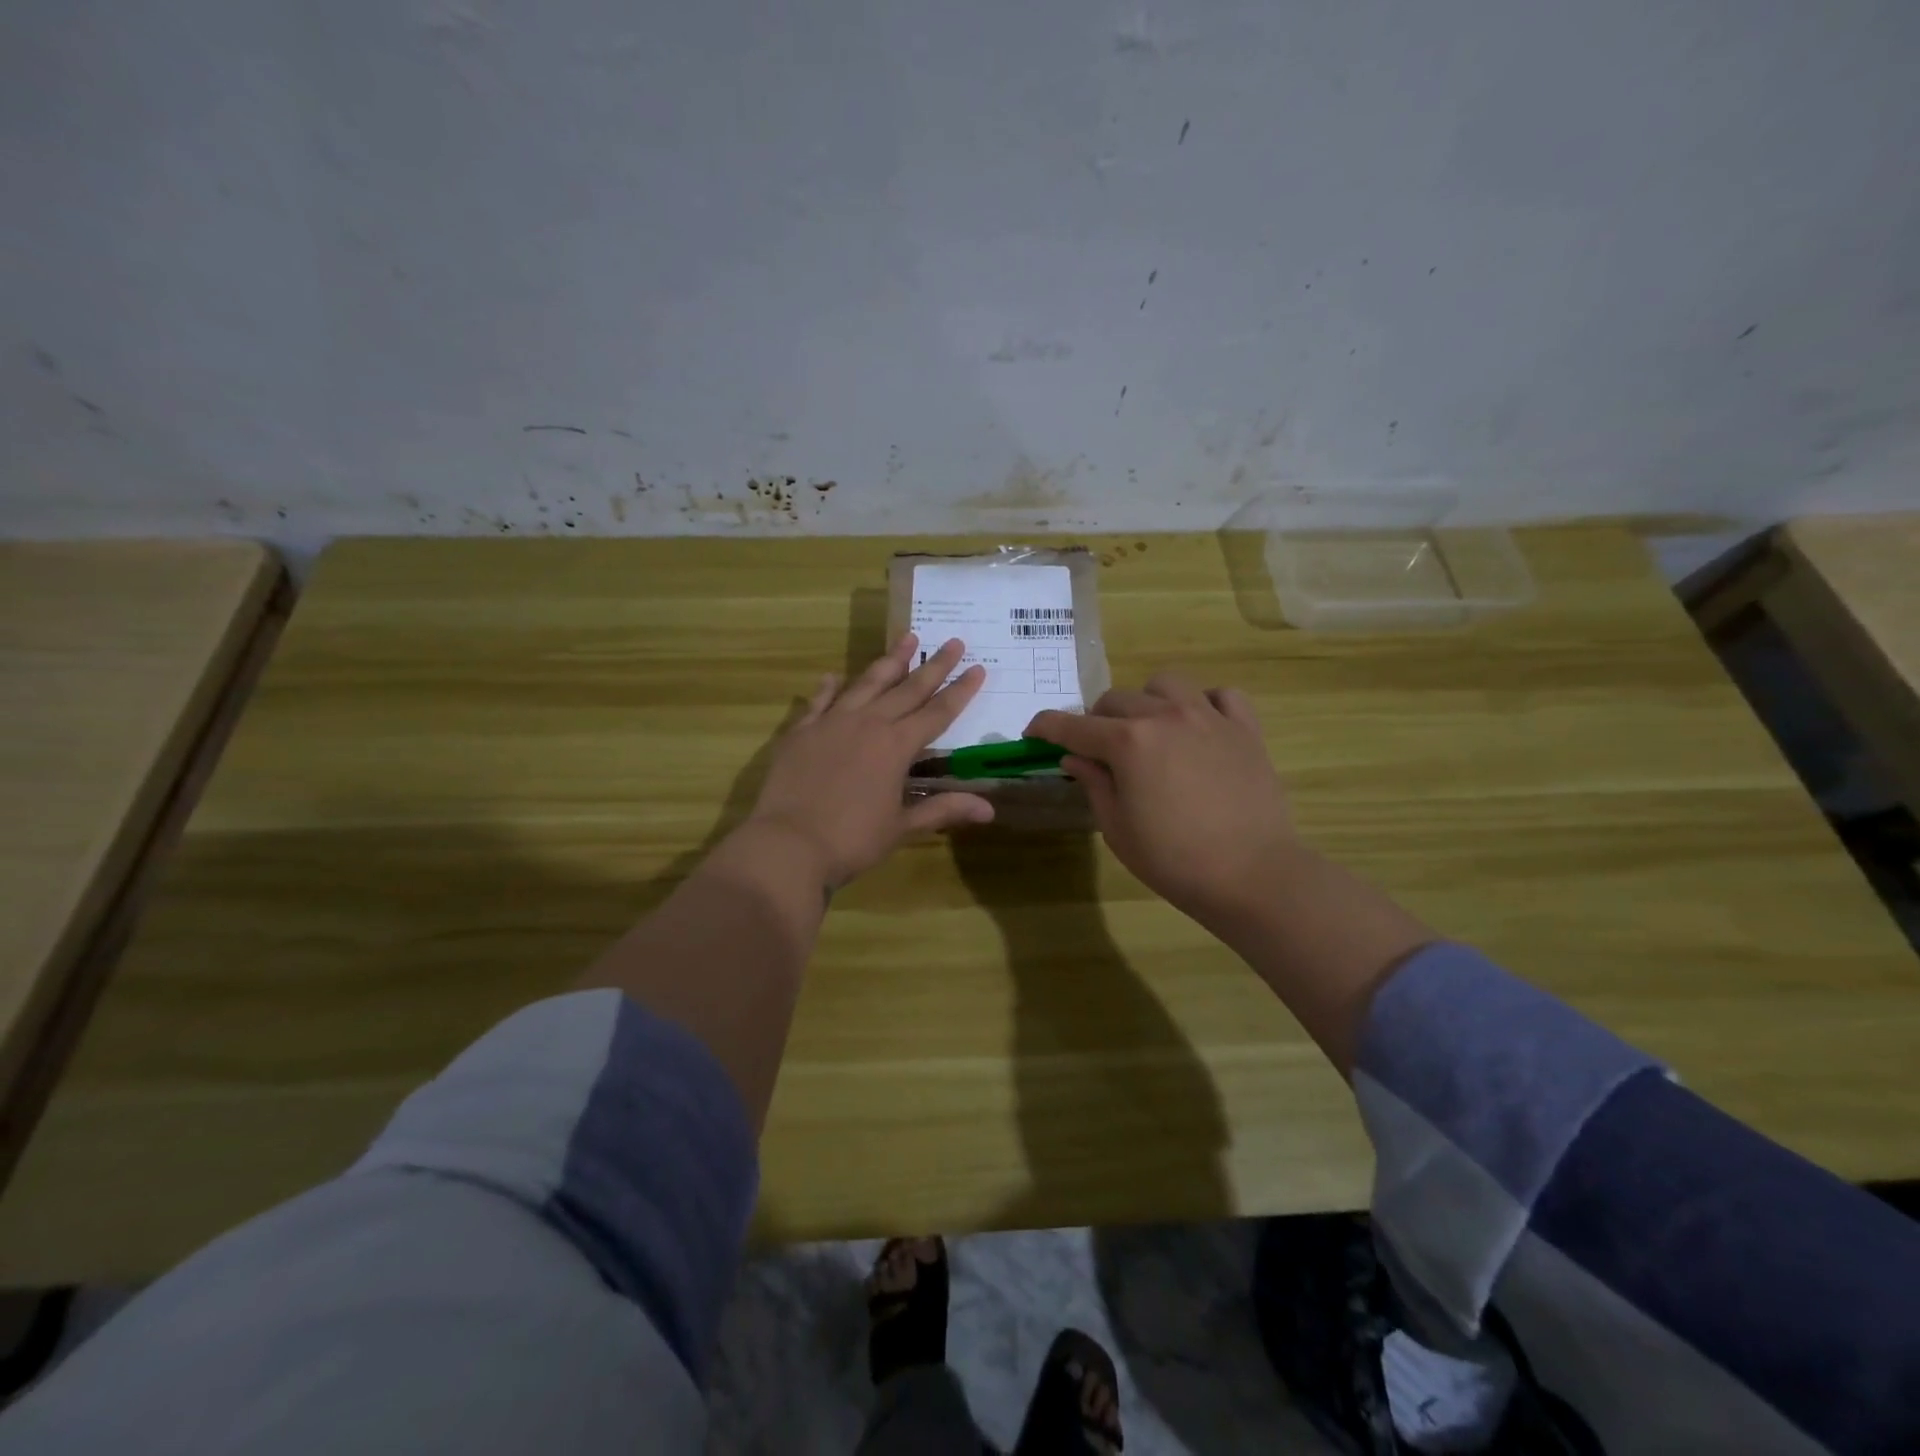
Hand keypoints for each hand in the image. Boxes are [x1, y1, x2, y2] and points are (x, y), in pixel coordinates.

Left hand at [743, 634, 993, 888]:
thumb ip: (943, 810)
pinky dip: (829, 687)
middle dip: (934, 666)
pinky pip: (819, 701)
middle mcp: (868, 724)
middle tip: (953, 641)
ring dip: (889, 661)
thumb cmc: (852, 840)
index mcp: (896, 746)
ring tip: (907, 638)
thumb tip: (990, 809)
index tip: (978, 667)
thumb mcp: (902, 828)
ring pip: (867, 683)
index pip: (938, 712)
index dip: (960, 691)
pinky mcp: (801, 731)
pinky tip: (834, 675)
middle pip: (907, 689)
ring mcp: (831, 723)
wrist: (788, 844)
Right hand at [1028, 673, 1297, 933]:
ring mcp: (1209, 717)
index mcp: (1127, 742)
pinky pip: (1221, 695)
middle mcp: (1165, 716)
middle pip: (1115, 700)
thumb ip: (1094, 783)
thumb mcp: (1117, 828)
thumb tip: (1074, 757)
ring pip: (1165, 684)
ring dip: (1147, 701)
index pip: (1072, 725)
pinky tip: (1200, 727)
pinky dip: (1204, 703)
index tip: (1033, 732)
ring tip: (1150, 730)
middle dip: (1096, 721)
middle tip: (1098, 750)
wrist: (1252, 874)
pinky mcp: (1244, 728)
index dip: (1046, 727)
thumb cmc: (1174, 860)